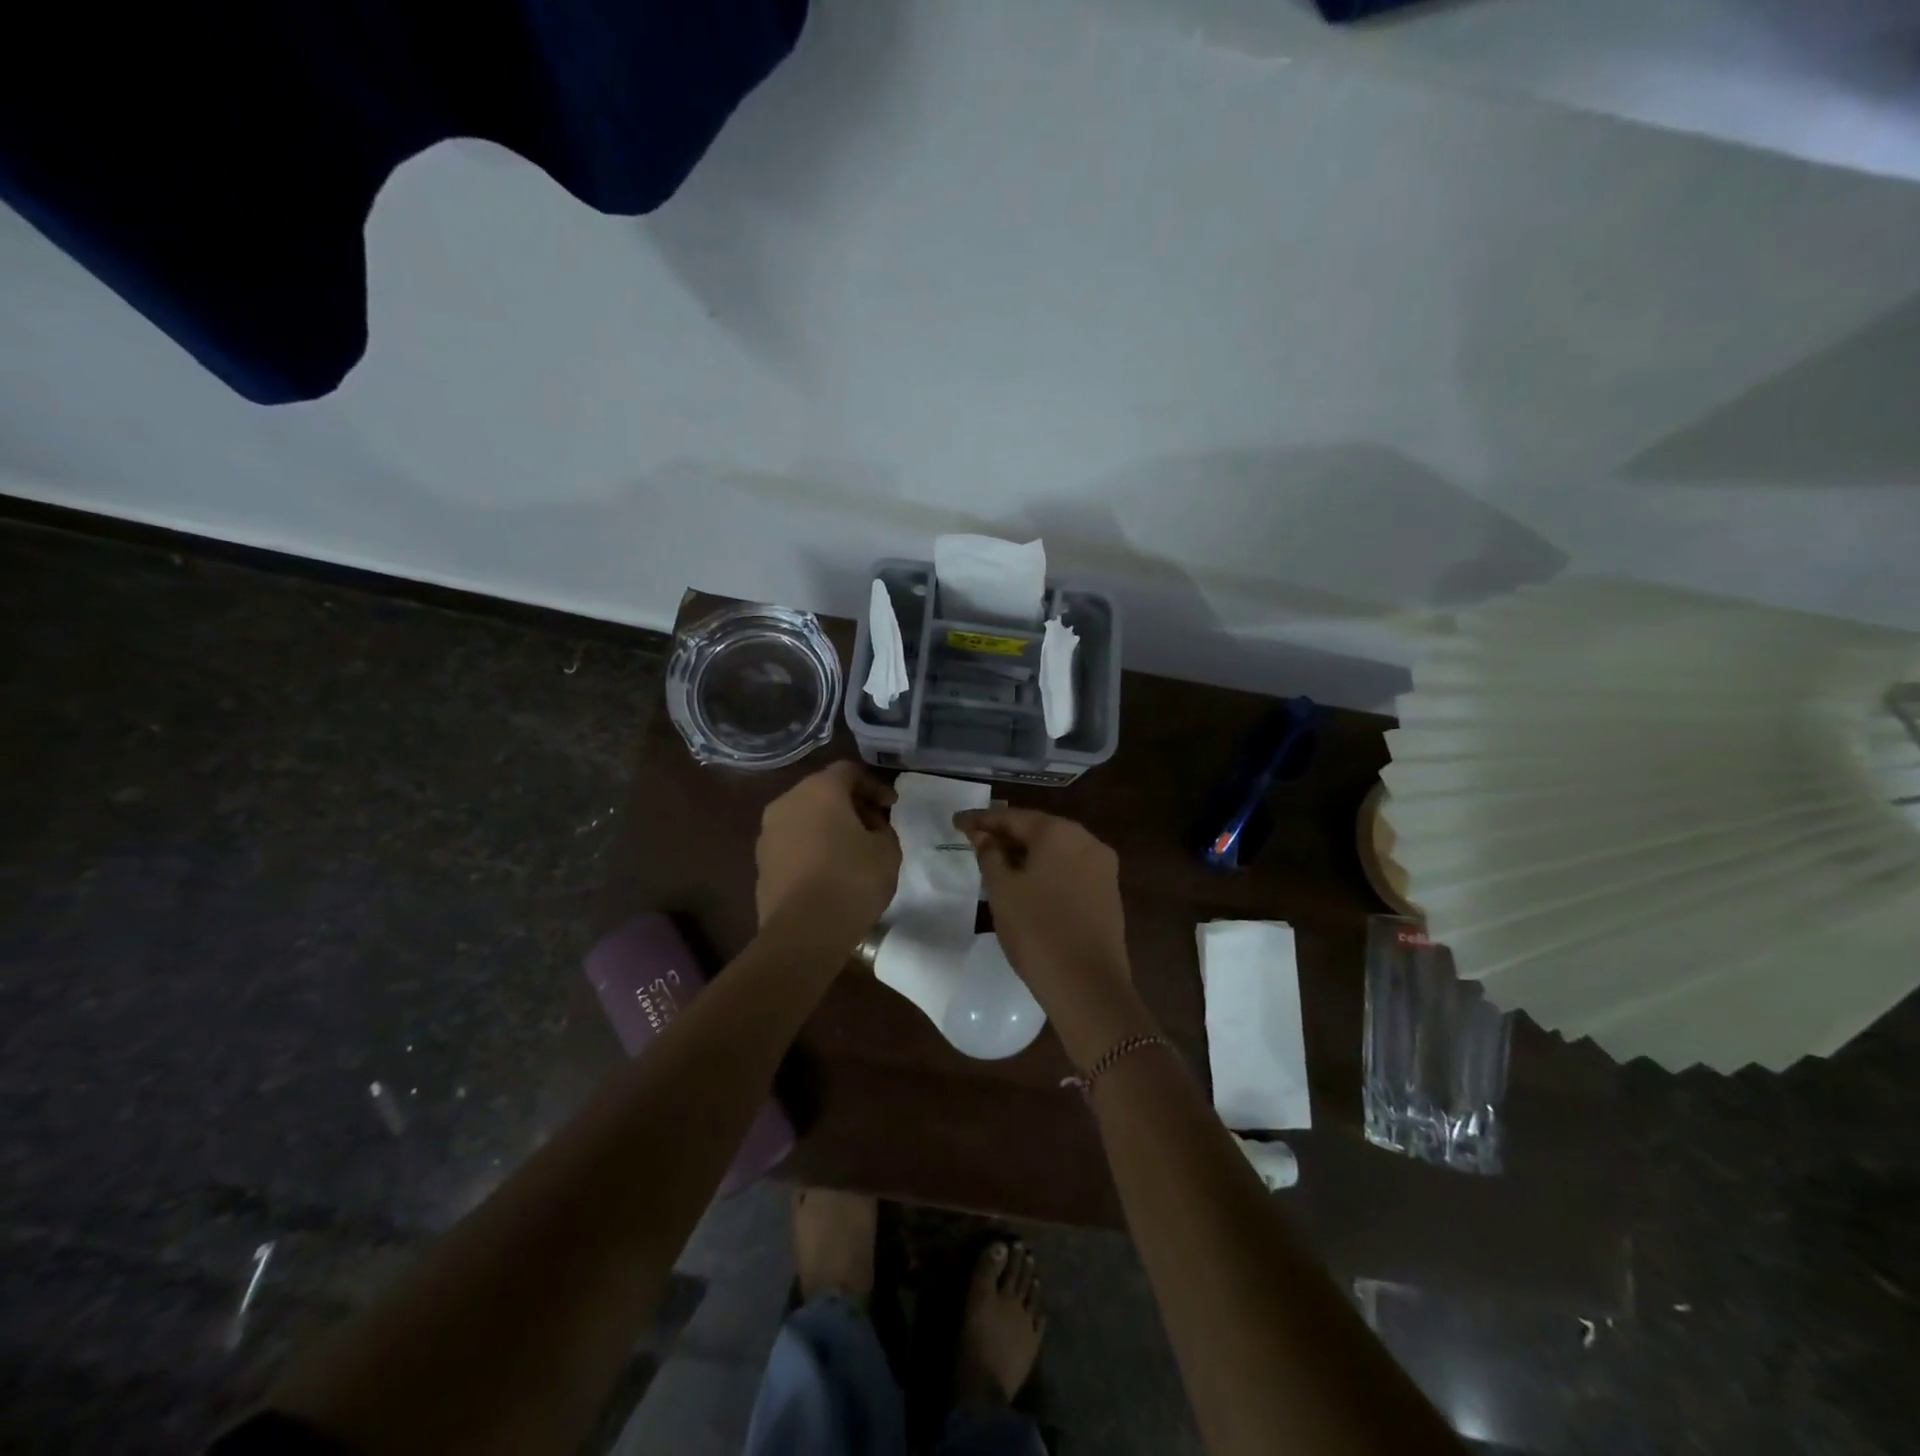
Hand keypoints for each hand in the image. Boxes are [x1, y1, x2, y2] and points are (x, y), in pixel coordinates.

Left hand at [756, 762, 900, 938]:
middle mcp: (787, 803)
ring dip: (829, 827)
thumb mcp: (888, 851)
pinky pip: (793, 844)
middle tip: (875, 827)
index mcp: (819, 790)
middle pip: (823, 792)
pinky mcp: (761, 864)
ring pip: (805, 818)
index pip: (849, 771)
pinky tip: (830, 871)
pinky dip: (812, 848)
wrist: (803, 933)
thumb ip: (883, 830)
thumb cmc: (851, 881)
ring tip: (853, 851)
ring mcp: (768, 834)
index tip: (892, 807)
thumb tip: (870, 829)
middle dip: (851, 805)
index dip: (874, 786)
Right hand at [954, 806, 1132, 1024]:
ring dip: (1026, 854)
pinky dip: (1046, 870)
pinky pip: (1069, 869)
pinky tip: (1027, 883)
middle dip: (1006, 835)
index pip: (1012, 817)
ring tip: (997, 862)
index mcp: (1059, 832)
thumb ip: (990, 855)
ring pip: (1055, 851)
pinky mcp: (1108, 892)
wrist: (1087, 985)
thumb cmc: (1036, 930)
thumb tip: (984, 836)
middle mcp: (1086, 840)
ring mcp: (1102, 867)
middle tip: (974, 841)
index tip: (956, 822)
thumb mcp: (1002, 890)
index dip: (981, 820)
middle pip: (1038, 830)